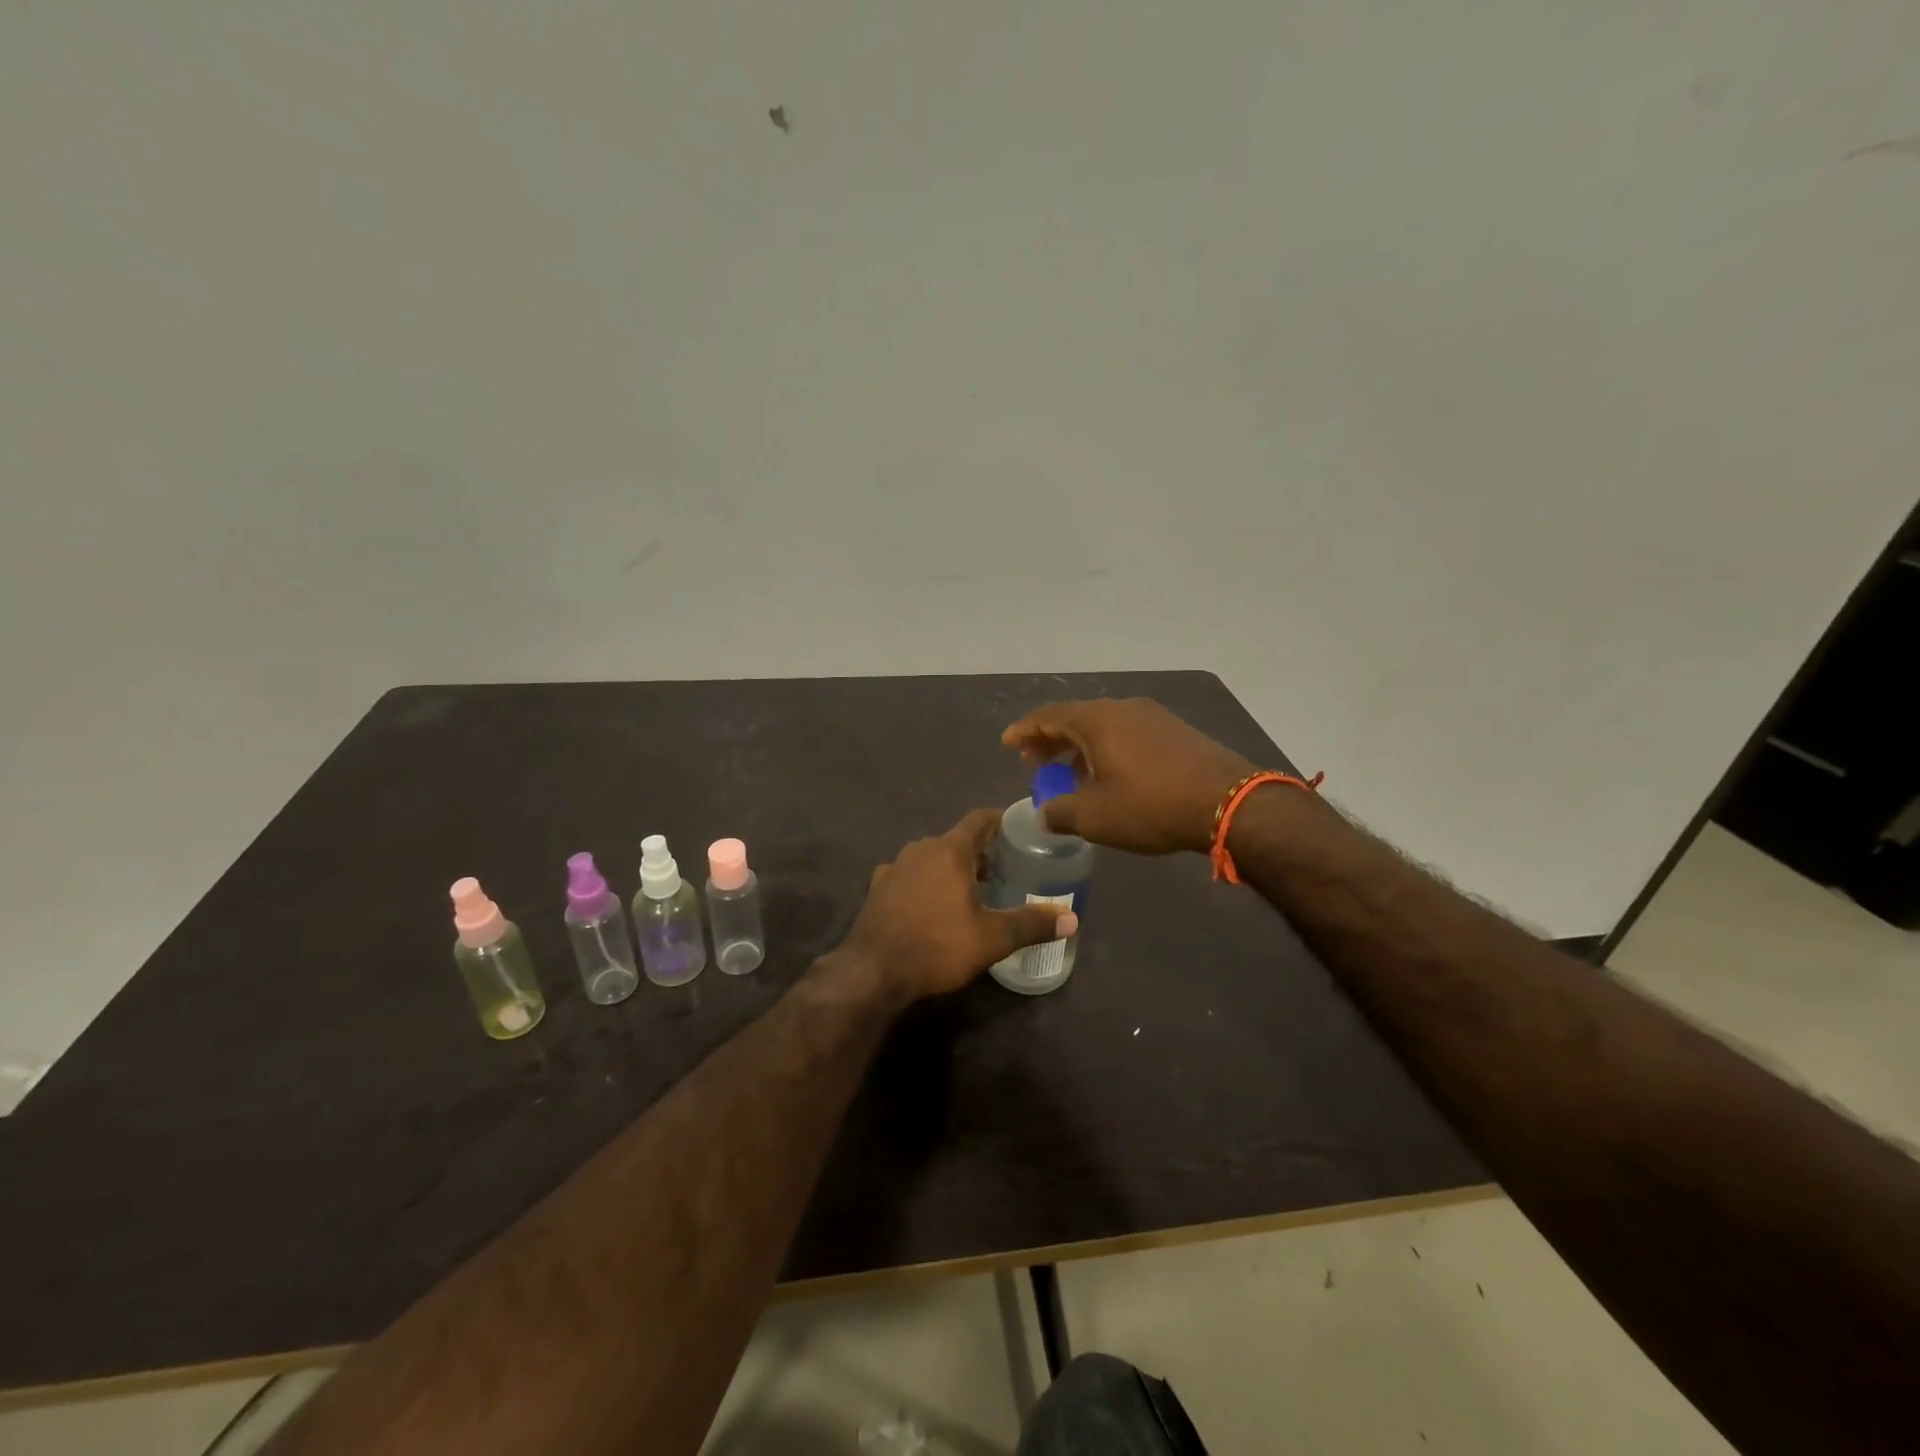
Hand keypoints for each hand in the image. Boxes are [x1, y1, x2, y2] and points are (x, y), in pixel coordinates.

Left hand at [841, 808, 1077, 1000]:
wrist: (872, 971)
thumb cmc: (936, 946)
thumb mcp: (991, 938)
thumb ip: (1031, 924)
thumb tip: (1072, 919)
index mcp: (949, 850)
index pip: (979, 819)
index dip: (1000, 820)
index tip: (1018, 827)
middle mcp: (920, 849)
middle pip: (956, 840)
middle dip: (980, 852)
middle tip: (1004, 870)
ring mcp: (894, 867)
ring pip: (931, 857)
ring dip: (952, 868)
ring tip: (971, 891)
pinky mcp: (877, 888)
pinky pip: (909, 876)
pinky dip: (926, 883)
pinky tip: (932, 906)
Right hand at [1002, 698, 1255, 854]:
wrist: (1228, 802)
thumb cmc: (1151, 806)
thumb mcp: (1095, 817)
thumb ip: (1060, 812)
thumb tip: (1044, 812)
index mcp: (1097, 720)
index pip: (1049, 716)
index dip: (1025, 730)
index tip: (1008, 743)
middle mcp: (1123, 708)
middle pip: (1076, 718)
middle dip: (1051, 739)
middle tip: (1034, 761)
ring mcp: (1153, 717)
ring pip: (1104, 726)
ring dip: (1080, 747)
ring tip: (1071, 773)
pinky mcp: (1176, 731)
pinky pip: (1128, 733)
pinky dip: (1108, 749)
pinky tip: (1111, 775)